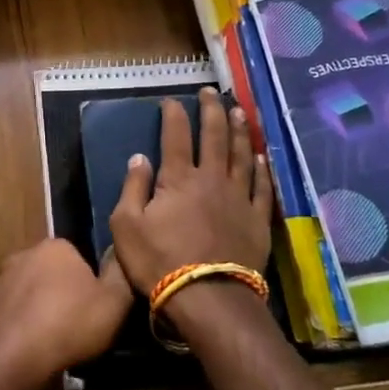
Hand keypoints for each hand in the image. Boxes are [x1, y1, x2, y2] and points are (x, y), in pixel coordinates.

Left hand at [0, 238, 131, 386]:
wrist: (17, 356)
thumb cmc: (71, 322)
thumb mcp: (115, 300)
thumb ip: (120, 273)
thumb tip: (119, 254)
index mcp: (56, 246)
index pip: (79, 256)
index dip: (90, 281)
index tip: (97, 305)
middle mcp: (26, 253)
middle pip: (53, 271)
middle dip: (63, 291)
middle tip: (79, 322)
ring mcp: (3, 278)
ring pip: (32, 290)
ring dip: (41, 307)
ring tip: (57, 338)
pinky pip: (15, 311)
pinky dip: (25, 323)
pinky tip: (35, 345)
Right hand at [110, 87, 273, 298]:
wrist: (207, 297)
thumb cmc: (158, 261)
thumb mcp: (126, 225)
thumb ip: (132, 188)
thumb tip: (139, 157)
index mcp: (178, 178)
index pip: (176, 136)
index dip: (174, 115)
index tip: (172, 101)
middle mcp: (211, 179)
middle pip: (214, 136)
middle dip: (212, 111)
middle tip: (212, 92)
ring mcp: (239, 198)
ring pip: (242, 155)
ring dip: (241, 131)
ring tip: (240, 112)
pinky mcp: (257, 219)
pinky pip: (262, 187)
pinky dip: (262, 169)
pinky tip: (262, 157)